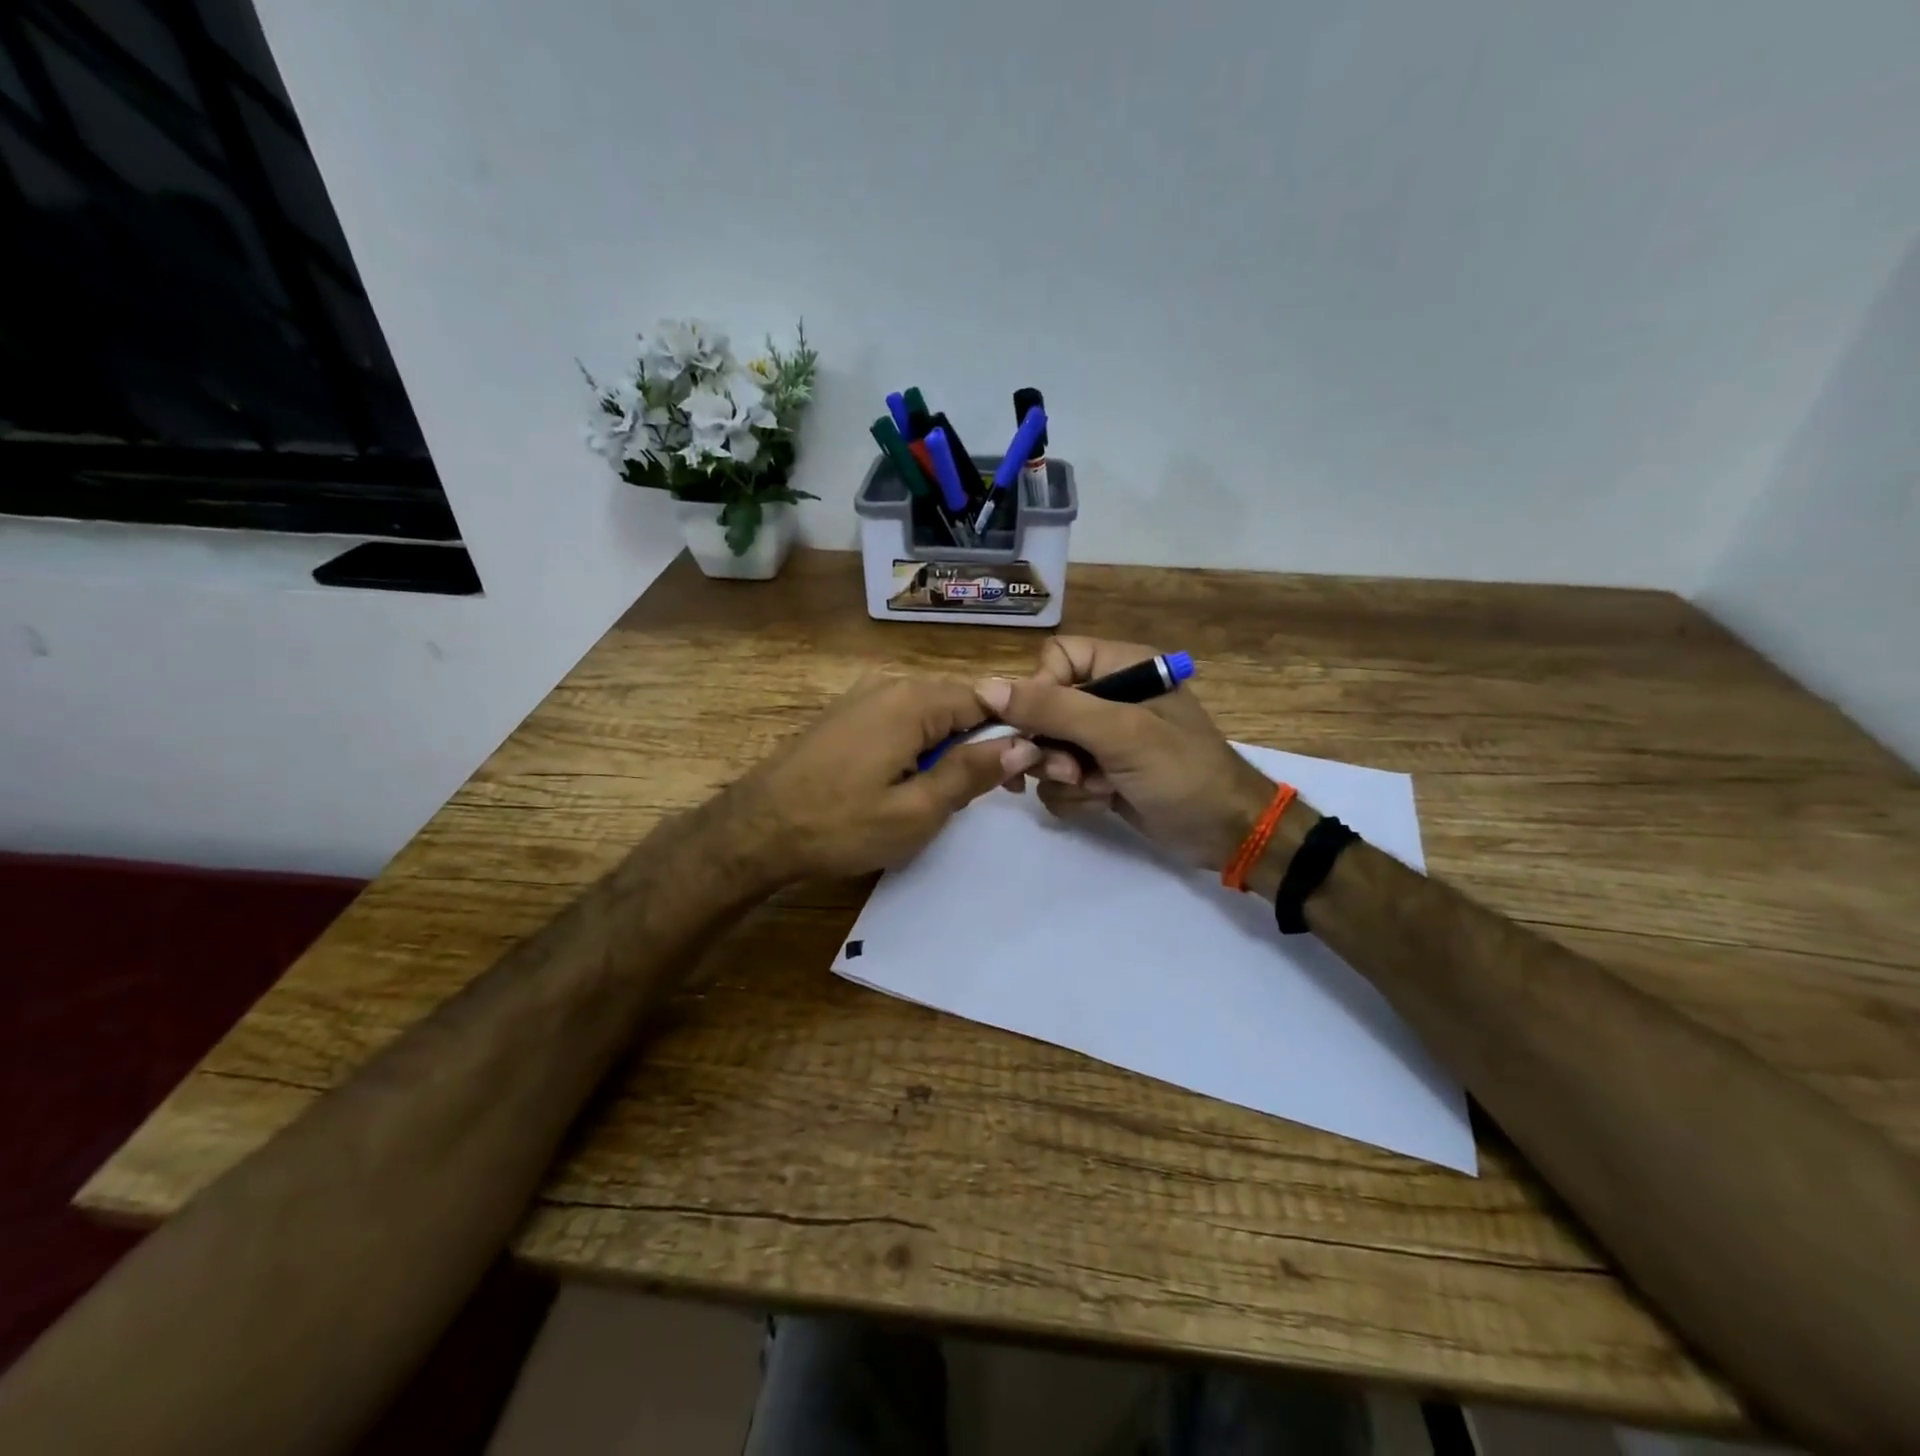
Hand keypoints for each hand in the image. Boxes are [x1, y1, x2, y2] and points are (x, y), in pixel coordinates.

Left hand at [729, 672, 1040, 883]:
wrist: (755, 830)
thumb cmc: (840, 826)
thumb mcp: (916, 811)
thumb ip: (971, 773)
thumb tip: (1024, 745)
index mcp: (913, 702)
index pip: (986, 700)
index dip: (1009, 735)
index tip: (1017, 779)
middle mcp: (889, 685)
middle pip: (957, 704)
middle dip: (978, 744)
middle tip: (984, 796)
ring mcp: (862, 696)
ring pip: (928, 714)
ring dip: (947, 749)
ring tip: (943, 796)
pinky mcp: (845, 714)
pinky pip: (899, 720)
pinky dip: (917, 746)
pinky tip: (907, 782)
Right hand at [977, 637, 1278, 872]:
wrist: (1225, 834)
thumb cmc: (1182, 772)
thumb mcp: (1120, 733)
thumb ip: (1054, 708)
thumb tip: (985, 687)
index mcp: (1121, 667)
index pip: (1053, 660)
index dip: (1040, 692)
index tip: (1043, 727)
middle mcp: (1108, 697)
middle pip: (1042, 709)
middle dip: (1051, 746)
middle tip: (1072, 770)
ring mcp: (1102, 739)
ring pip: (1045, 748)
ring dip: (1063, 776)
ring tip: (1097, 789)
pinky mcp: (1098, 774)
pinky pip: (1057, 779)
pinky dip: (1073, 796)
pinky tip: (1102, 803)